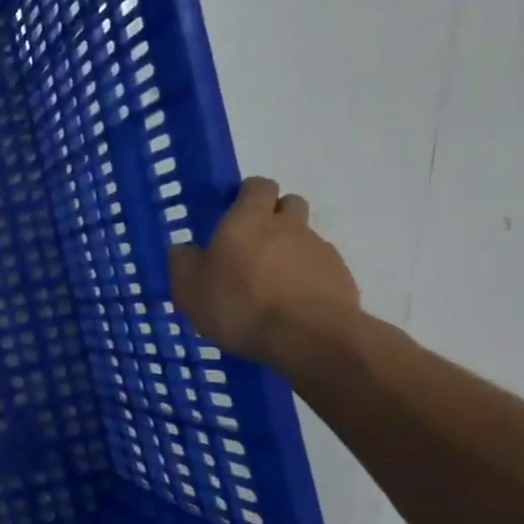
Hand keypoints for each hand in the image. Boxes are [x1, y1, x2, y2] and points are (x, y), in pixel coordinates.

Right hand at [168, 178, 359, 365]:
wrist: (309, 337)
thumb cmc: (239, 305)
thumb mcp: (189, 289)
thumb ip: (183, 263)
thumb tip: (183, 249)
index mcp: (248, 220)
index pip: (257, 186)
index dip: (247, 195)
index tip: (233, 212)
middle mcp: (288, 226)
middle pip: (288, 204)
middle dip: (274, 216)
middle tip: (252, 245)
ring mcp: (319, 250)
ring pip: (304, 238)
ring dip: (288, 251)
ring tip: (269, 285)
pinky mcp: (341, 277)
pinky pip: (319, 268)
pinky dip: (306, 278)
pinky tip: (290, 305)